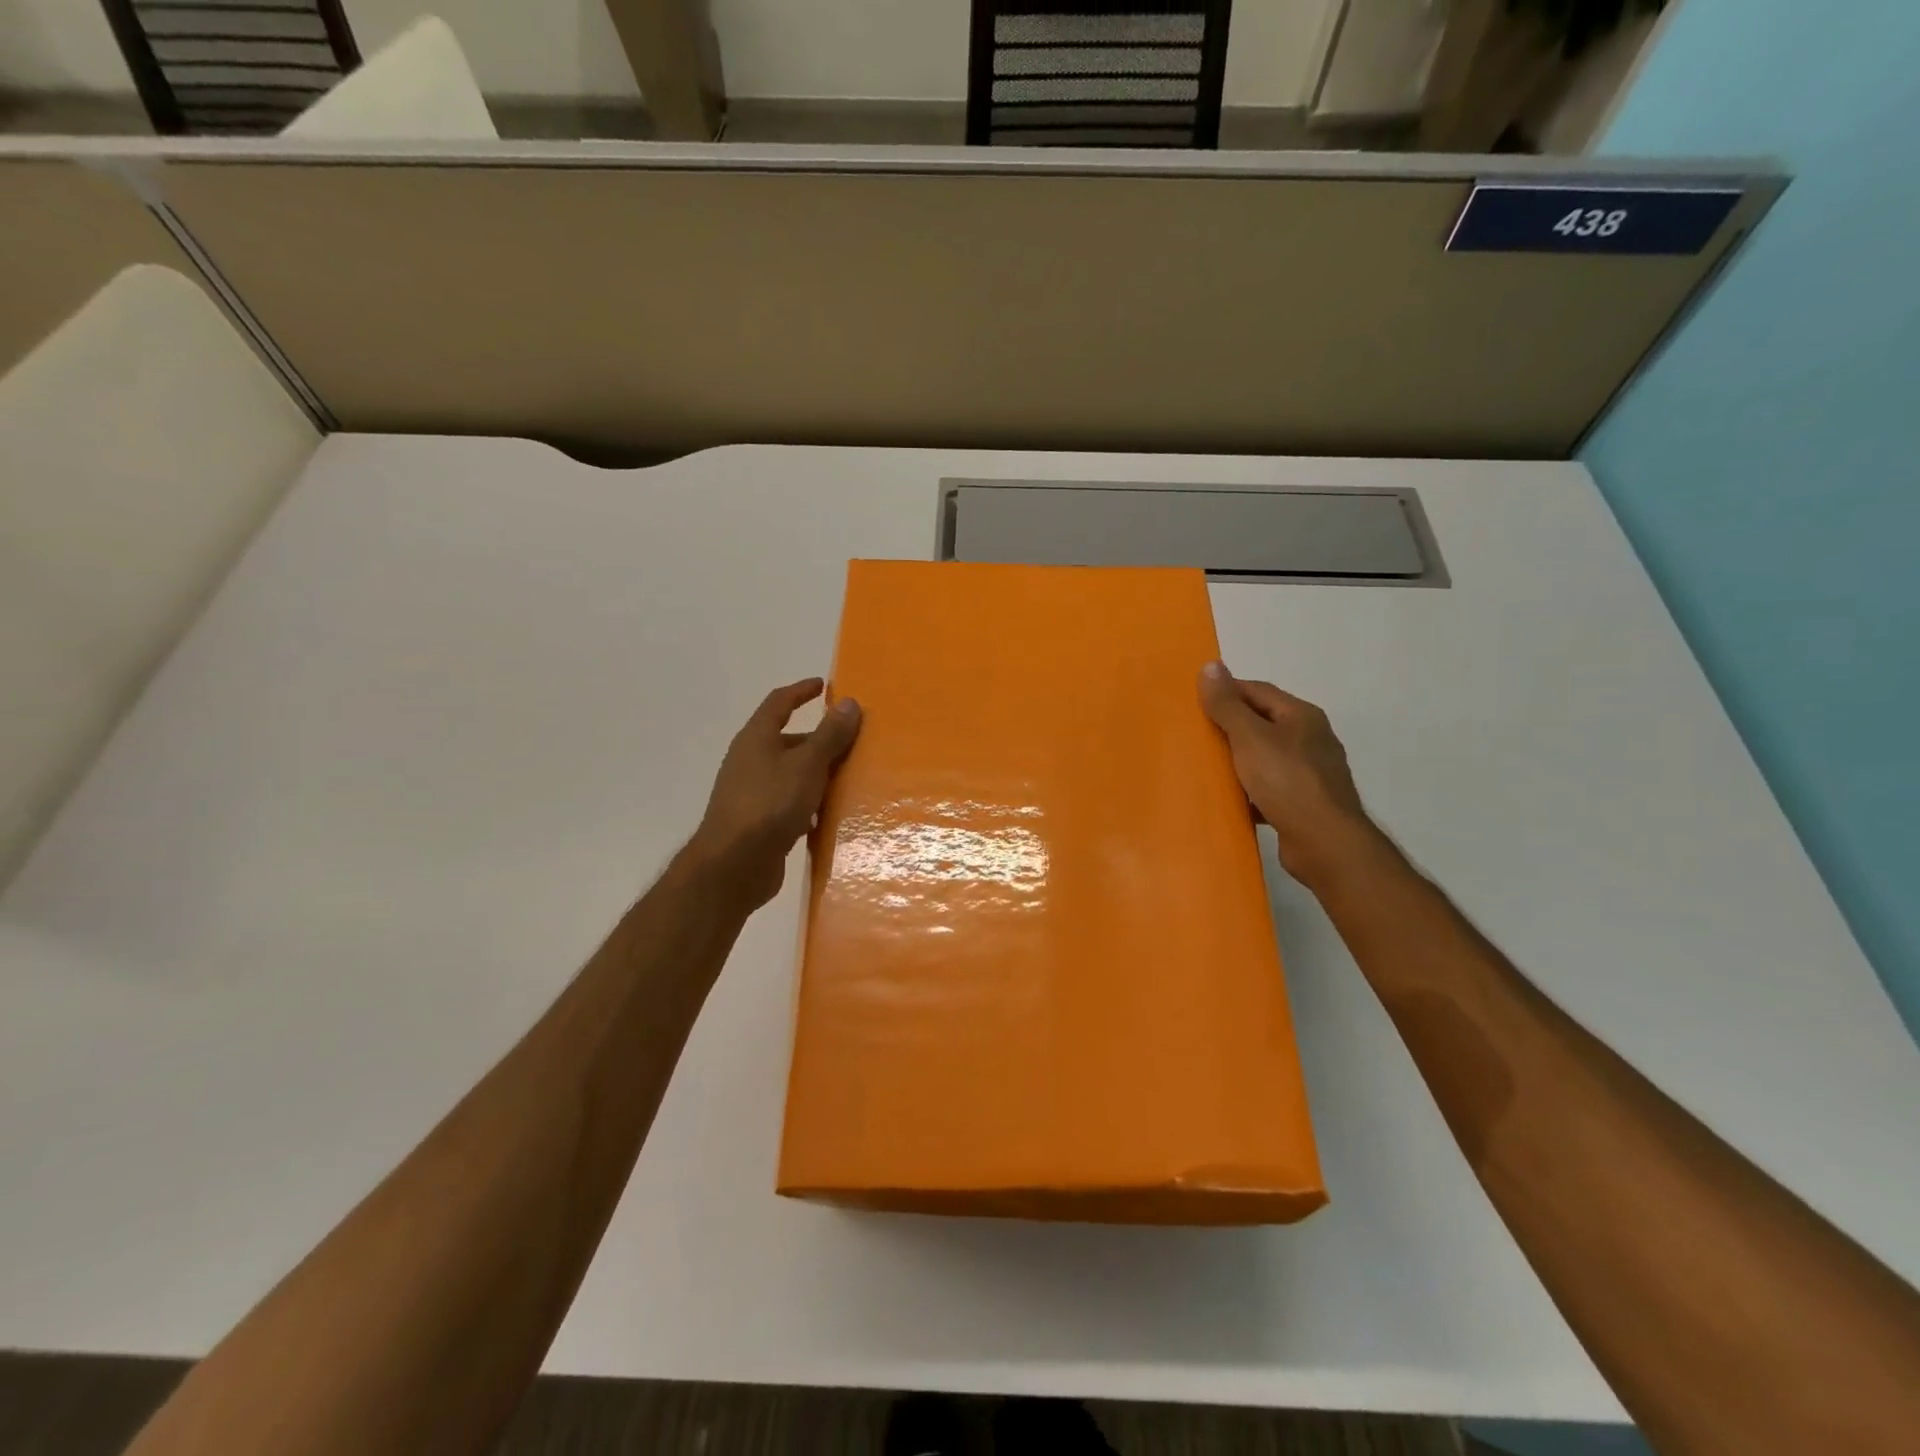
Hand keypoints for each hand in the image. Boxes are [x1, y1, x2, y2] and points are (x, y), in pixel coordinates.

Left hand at [687, 678, 861, 910]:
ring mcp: (751, 793)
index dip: (801, 691)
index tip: (823, 685)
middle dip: (819, 739)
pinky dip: (810, 803)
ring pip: (791, 774)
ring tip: (850, 778)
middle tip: (851, 741)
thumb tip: (849, 702)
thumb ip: (830, 734)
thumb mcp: (808, 764)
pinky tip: (830, 814)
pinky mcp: (758, 822)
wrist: (734, 865)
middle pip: (788, 740)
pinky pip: (789, 803)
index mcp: (756, 738)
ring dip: (817, 773)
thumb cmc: (771, 803)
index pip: (779, 703)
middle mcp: (750, 760)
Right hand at [1198, 661, 1374, 886]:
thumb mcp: (1250, 737)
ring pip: (1263, 757)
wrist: (1325, 843)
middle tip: (1193, 734)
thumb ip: (1227, 704)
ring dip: (1236, 761)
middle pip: (1260, 723)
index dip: (1224, 692)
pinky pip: (1267, 788)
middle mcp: (1309, 739)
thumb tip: (1210, 666)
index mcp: (1301, 716)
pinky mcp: (1303, 803)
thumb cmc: (1287, 782)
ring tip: (1204, 766)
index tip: (1193, 702)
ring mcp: (1309, 773)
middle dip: (1227, 727)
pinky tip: (1227, 798)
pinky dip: (1247, 790)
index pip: (1256, 691)